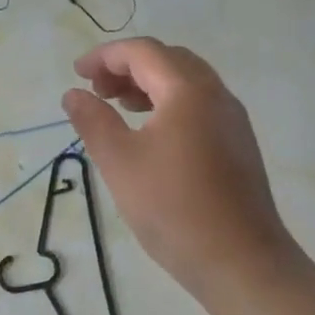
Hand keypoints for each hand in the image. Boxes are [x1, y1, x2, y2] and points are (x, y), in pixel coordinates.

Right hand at [63, 38, 303, 302]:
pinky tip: (151, 133)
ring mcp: (232, 120)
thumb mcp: (120, 163)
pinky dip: (169, 103)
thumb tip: (73, 94)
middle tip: (97, 90)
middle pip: (169, 60)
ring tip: (118, 107)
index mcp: (188, 91)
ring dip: (149, 84)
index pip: (143, 52)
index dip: (106, 56)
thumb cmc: (174, 208)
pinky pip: (199, 105)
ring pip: (187, 83)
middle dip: (128, 67)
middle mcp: (216, 95)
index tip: (77, 73)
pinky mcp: (238, 144)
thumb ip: (93, 121)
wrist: (241, 262)